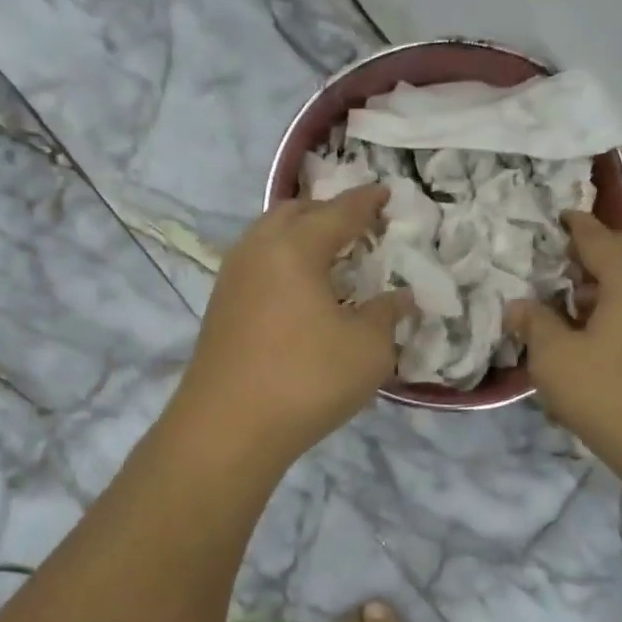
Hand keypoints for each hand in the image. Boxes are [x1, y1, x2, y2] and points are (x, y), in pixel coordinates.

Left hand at [174, 185, 412, 465]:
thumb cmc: (306, 379)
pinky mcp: (220, 306)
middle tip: (358, 225)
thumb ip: (388, 315)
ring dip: (301, 235)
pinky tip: (299, 289)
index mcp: (295, 247)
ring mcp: (232, 277)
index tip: (385, 192)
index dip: (367, 202)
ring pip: (269, 236)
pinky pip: (258, 262)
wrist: (227, 428)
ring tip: (329, 255)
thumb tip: (401, 297)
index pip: (340, 212)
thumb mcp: (368, 349)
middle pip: (295, 212)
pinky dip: (283, 260)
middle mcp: (258, 249)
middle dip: (328, 211)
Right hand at [506, 214, 621, 491]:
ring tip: (576, 314)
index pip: (596, 235)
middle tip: (557, 277)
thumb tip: (520, 306)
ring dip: (611, 285)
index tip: (551, 221)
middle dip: (592, 256)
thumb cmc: (614, 397)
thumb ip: (534, 323)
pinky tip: (605, 340)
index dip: (570, 226)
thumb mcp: (556, 360)